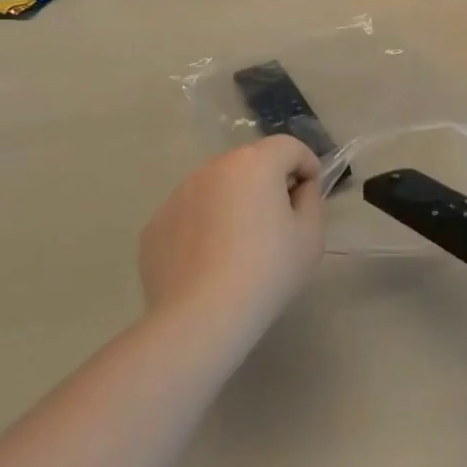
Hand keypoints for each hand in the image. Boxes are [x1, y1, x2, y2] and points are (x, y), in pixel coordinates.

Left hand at [138, 137, 325, 335]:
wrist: (201, 319)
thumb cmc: (267, 271)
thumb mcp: (310, 235)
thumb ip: (310, 199)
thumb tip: (298, 188)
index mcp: (255, 162)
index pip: (289, 147)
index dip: (307, 167)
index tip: (309, 197)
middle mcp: (214, 167)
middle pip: (251, 163)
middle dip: (268, 182)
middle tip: (278, 222)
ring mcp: (179, 194)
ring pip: (217, 187)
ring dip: (233, 202)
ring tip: (239, 246)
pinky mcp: (155, 225)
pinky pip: (190, 215)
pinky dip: (203, 227)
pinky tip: (209, 263)